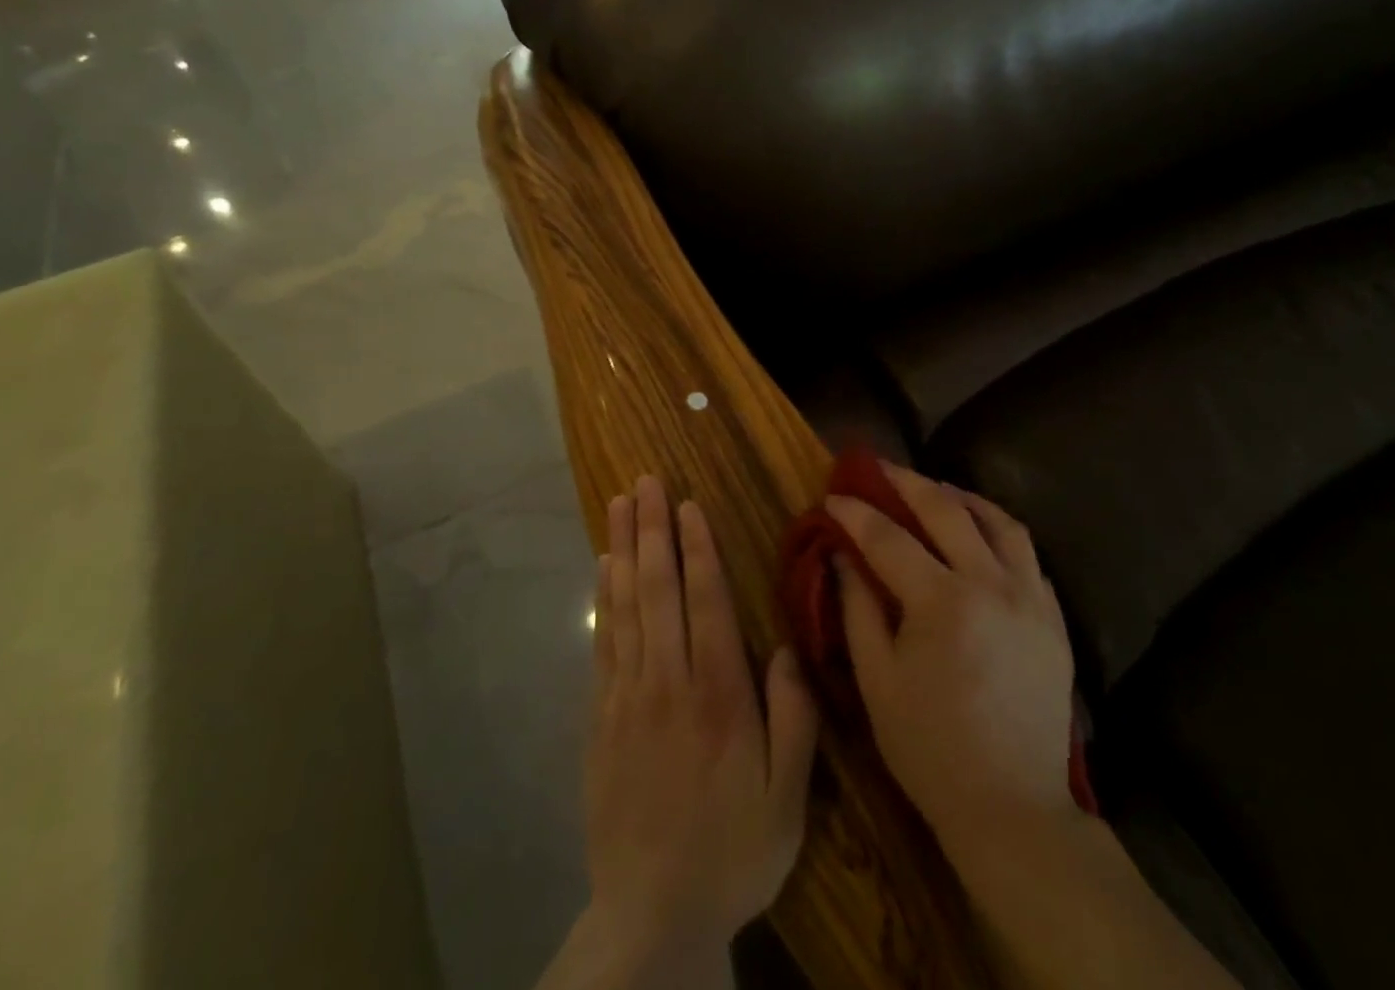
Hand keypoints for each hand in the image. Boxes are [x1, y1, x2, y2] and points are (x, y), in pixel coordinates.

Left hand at [582, 476, 818, 971]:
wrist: (652, 915)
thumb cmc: (731, 852)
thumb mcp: (787, 798)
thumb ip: (793, 718)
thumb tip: (785, 646)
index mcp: (718, 694)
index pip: (705, 600)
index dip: (697, 547)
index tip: (688, 503)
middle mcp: (668, 679)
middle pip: (658, 587)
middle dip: (652, 528)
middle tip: (646, 480)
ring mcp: (628, 695)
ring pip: (625, 604)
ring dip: (622, 548)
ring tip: (619, 503)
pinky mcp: (601, 716)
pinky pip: (603, 641)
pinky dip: (603, 598)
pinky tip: (603, 568)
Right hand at [830, 466, 1079, 863]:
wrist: (1014, 808)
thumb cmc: (930, 749)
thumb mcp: (877, 681)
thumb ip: (857, 608)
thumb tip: (842, 555)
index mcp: (943, 603)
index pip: (889, 538)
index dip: (856, 512)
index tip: (833, 494)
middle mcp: (992, 586)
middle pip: (946, 510)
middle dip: (906, 482)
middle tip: (878, 468)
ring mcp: (1031, 599)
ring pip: (999, 522)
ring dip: (961, 497)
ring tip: (933, 491)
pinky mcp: (1053, 619)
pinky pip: (1026, 554)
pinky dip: (997, 531)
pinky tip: (978, 534)